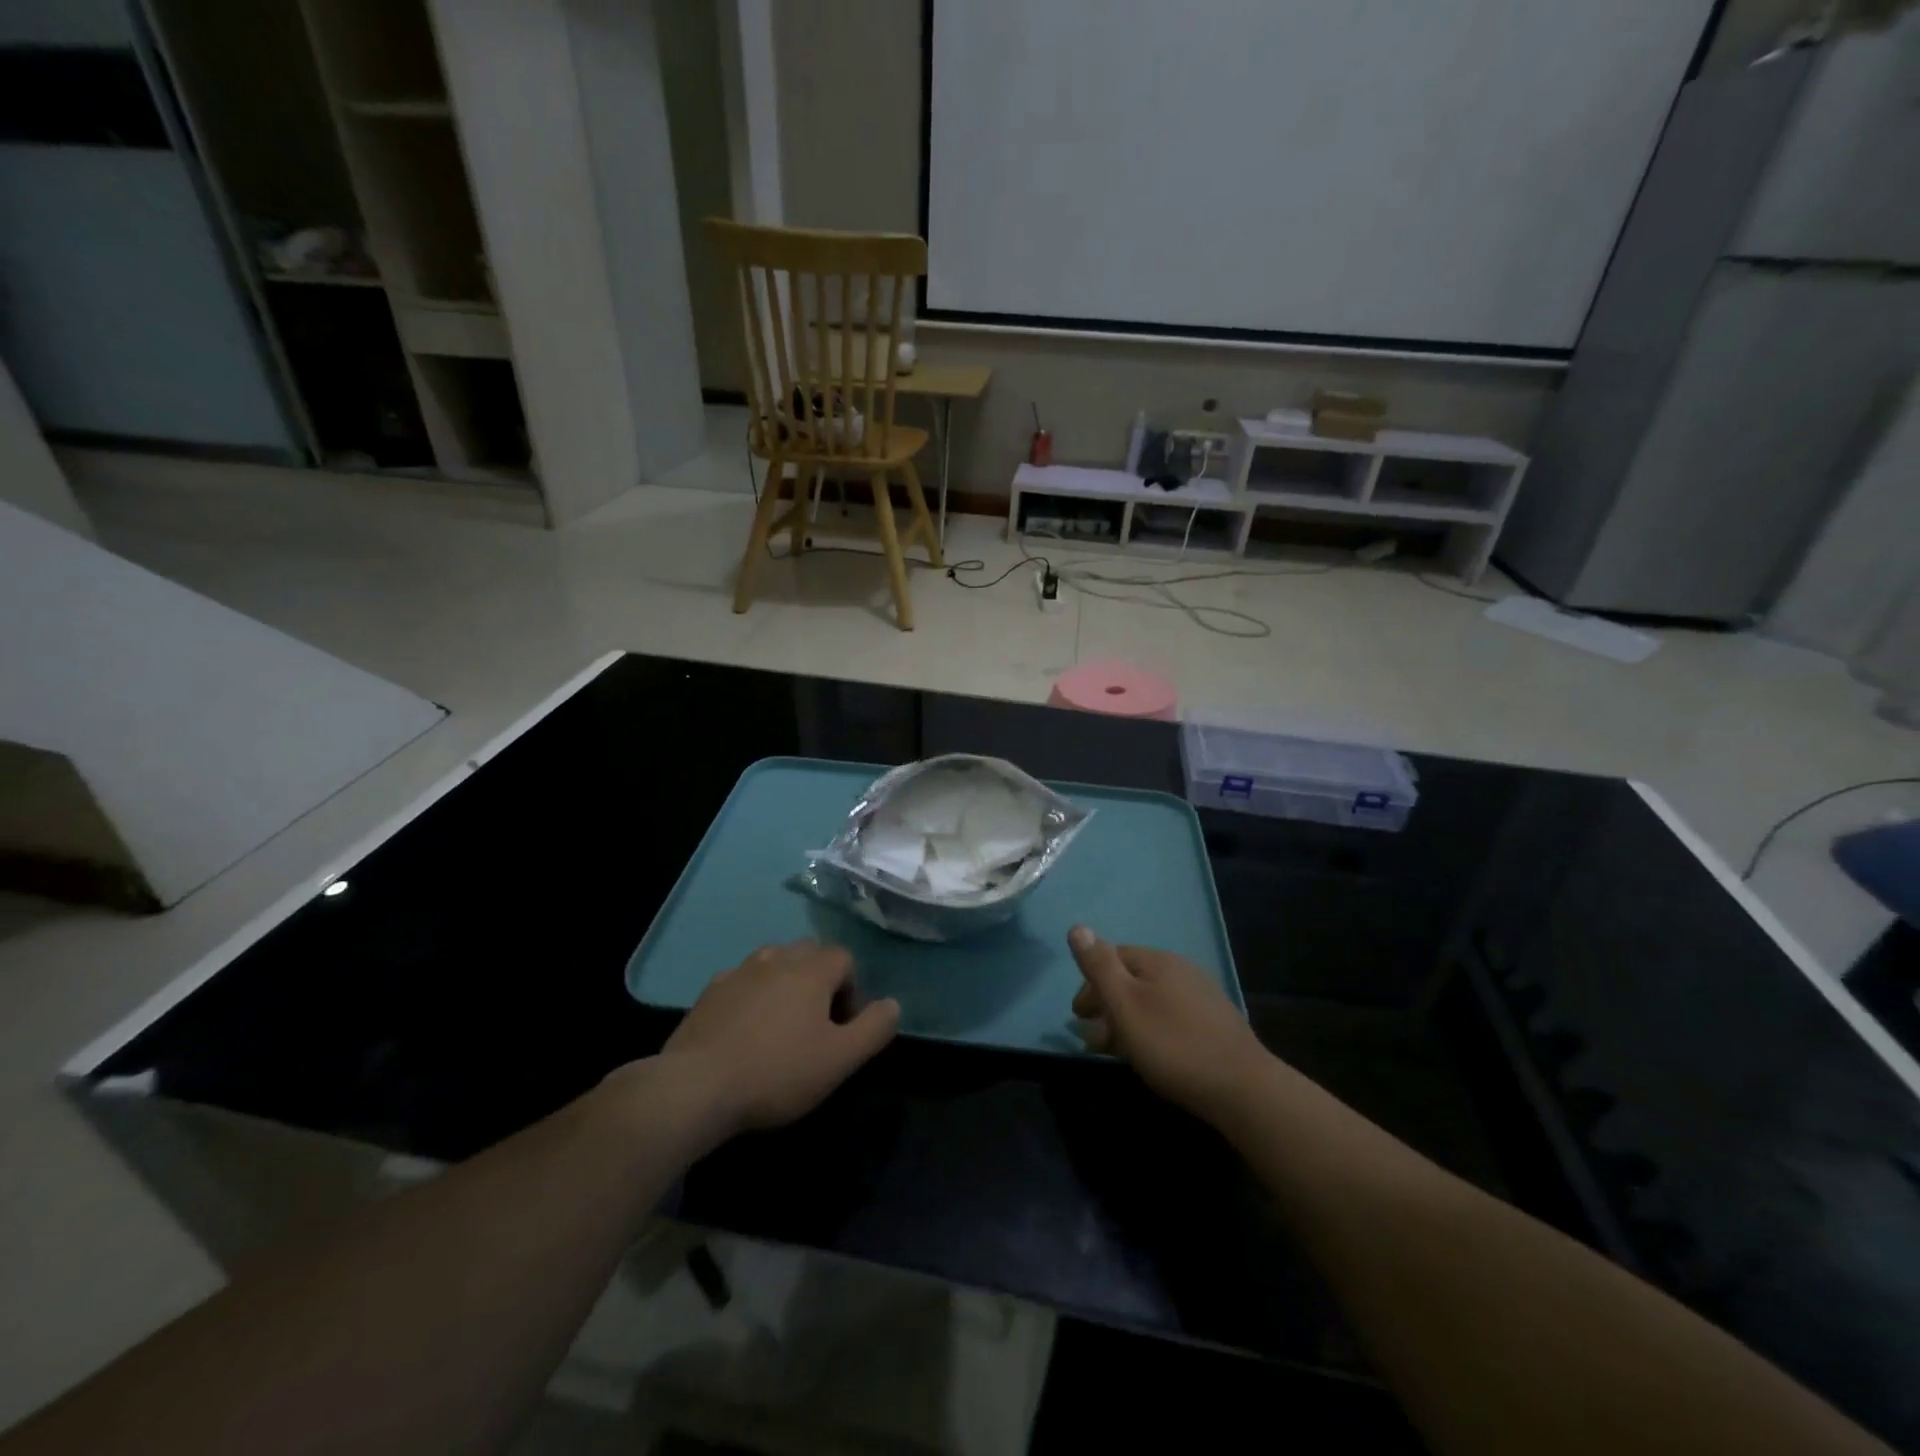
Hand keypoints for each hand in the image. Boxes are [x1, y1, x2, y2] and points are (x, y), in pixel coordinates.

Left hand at [656, 940, 899, 1139]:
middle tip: (816, 1025)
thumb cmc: (778, 1071)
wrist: (696, 1087)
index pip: (844, 958)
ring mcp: (738, 971)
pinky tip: (746, 1033)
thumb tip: (893, 1004)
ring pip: (774, 963)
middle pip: (809, 953)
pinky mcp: (709, 992)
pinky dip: (752, 997)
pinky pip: (742, 982)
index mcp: (811, 969)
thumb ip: (874, 1028)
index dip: (851, 990)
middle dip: (819, 980)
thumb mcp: (840, 1059)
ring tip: (781, 1026)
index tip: (842, 1028)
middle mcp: (776, 958)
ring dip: (785, 984)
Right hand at [1070, 927, 1271, 1119]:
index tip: (1078, 1014)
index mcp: (1159, 960)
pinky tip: (1150, 1054)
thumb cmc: (1172, 1044)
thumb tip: (1078, 928)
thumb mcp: (1125, 1003)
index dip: (1090, 982)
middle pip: (1132, 979)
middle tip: (1091, 1037)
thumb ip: (1099, 966)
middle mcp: (1181, 970)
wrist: (1241, 1088)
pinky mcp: (1215, 1025)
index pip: (1113, 956)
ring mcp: (1202, 997)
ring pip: (1151, 1001)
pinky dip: (1150, 1030)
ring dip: (1126, 1020)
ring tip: (1114, 1050)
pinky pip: (1170, 1018)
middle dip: (1107, 1003)